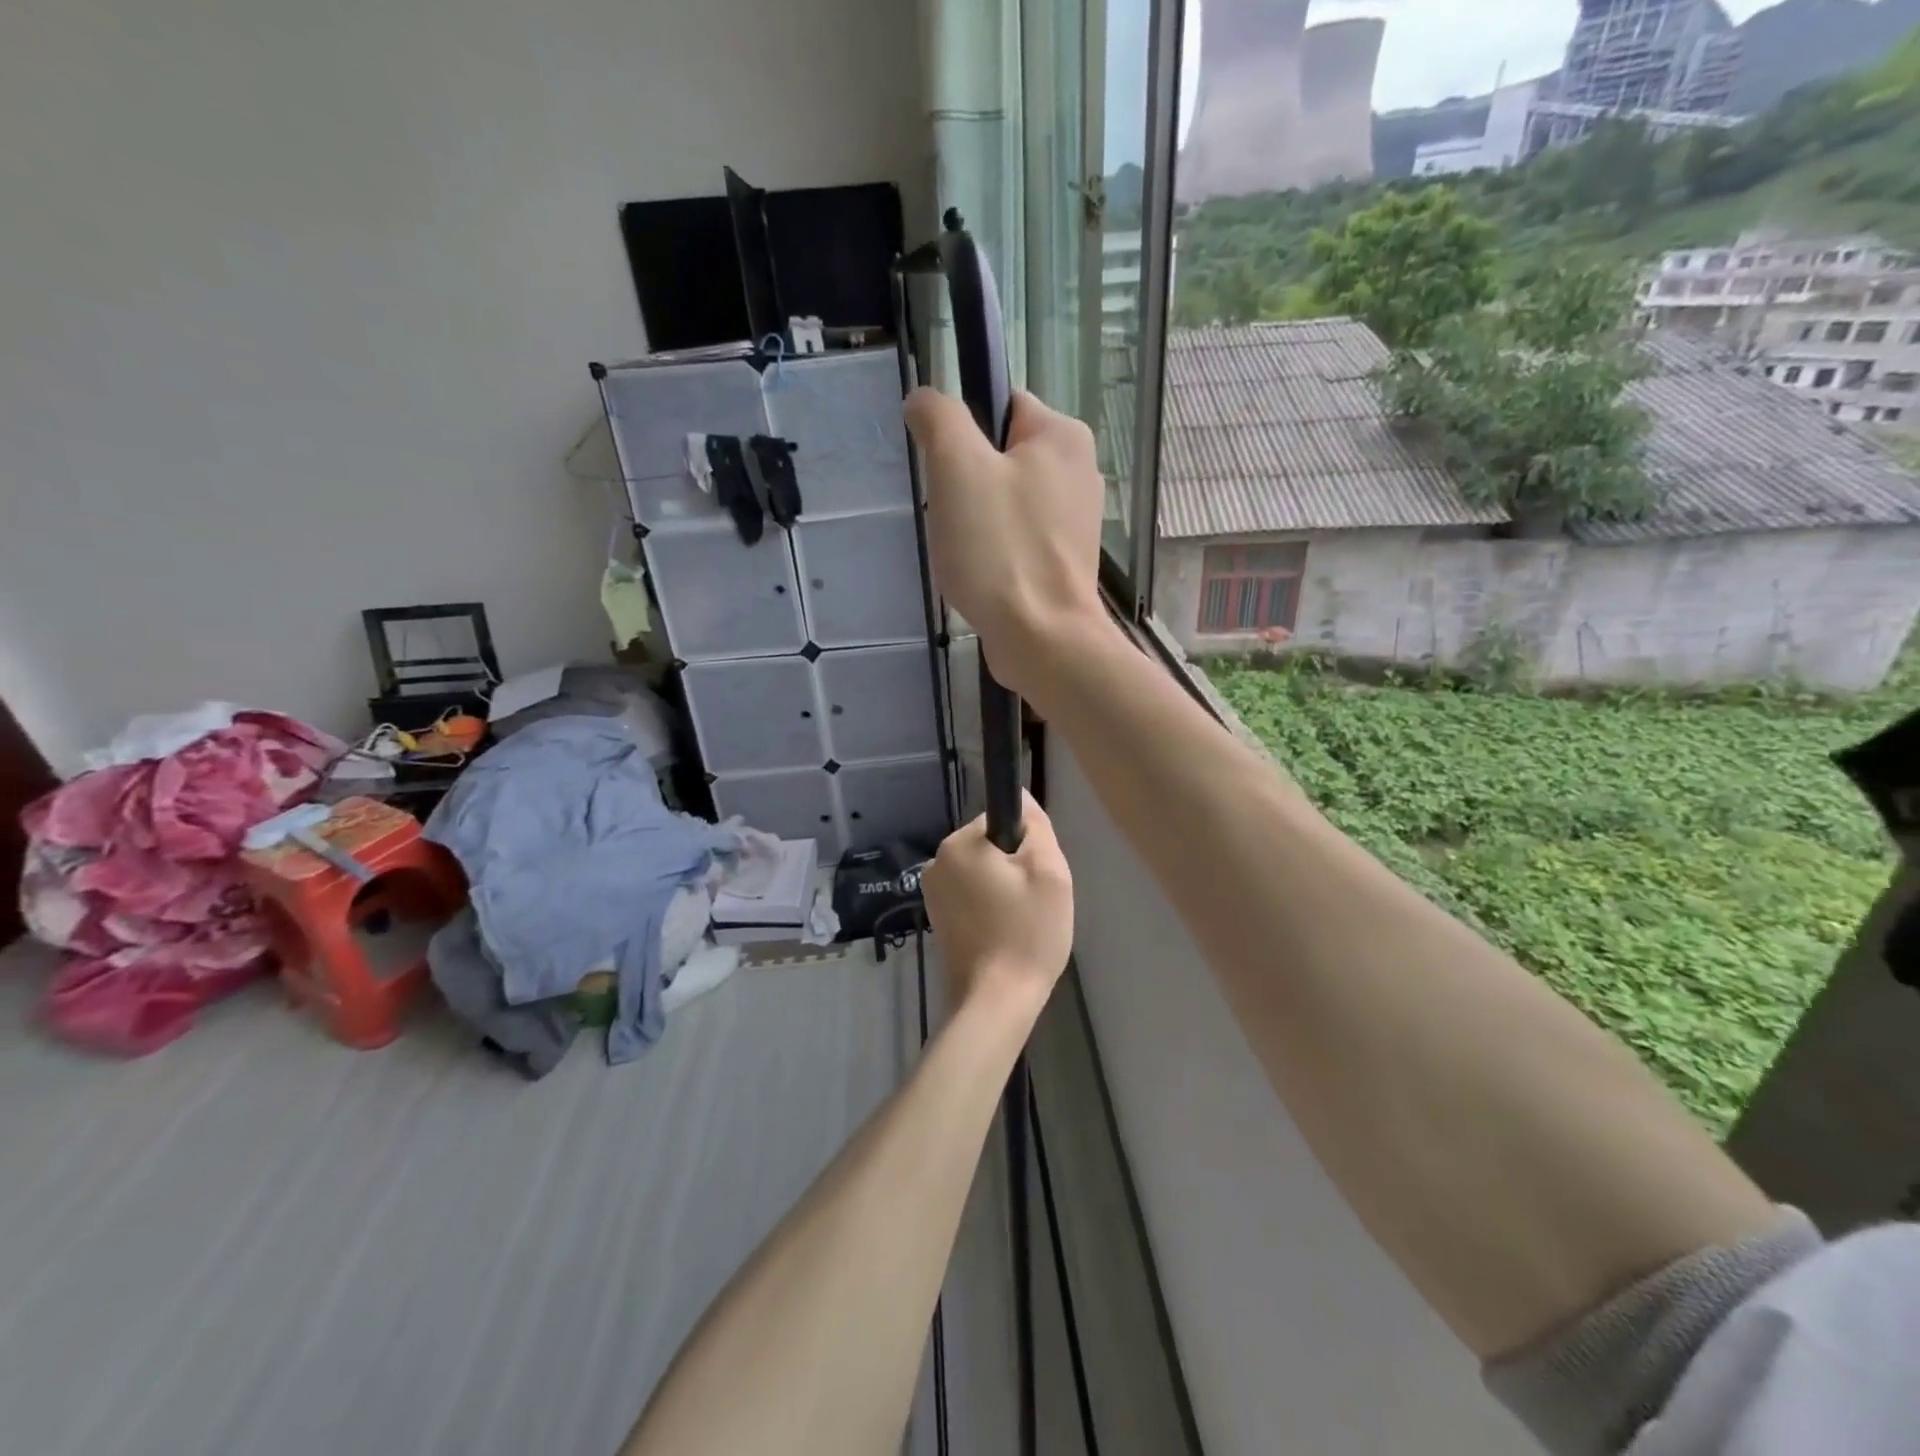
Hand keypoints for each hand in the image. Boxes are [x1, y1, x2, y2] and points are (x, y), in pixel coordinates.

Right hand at [904, 389, 1107, 703]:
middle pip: (999, 457)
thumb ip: (939, 418)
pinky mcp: (1064, 561)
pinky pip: (1016, 539)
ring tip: (967, 552)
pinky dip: (994, 553)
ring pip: (1004, 502)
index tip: (947, 475)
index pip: (1000, 406)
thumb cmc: (1001, 549)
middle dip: (966, 485)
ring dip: (976, 522)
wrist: (1043, 639)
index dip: (962, 435)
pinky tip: (983, 575)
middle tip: (954, 518)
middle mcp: (1078, 471)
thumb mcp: (957, 467)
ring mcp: (1074, 521)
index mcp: (1063, 436)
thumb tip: (925, 398)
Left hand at [922, 791, 1073, 1013]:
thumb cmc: (1027, 932)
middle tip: (1034, 902)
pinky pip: (971, 896)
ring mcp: (933, 893)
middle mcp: (937, 862)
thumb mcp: (1048, 871)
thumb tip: (1021, 797)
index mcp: (958, 844)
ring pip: (982, 873)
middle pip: (990, 847)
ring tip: (1020, 921)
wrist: (996, 1001)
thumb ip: (1036, 827)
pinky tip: (1004, 933)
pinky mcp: (937, 919)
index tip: (1037, 876)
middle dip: (1015, 867)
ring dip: (1003, 888)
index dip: (1027, 844)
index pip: (1001, 820)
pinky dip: (990, 907)